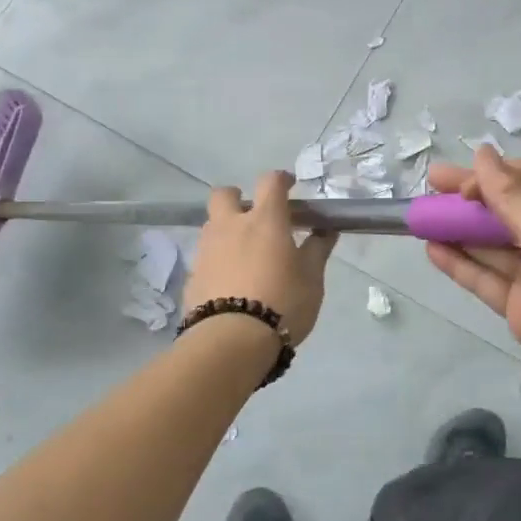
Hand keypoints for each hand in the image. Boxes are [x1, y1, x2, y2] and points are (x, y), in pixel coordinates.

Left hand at [182, 172, 336, 345]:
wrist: (232, 341)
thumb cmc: (282, 303)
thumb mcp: (312, 279)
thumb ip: (318, 250)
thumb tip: (326, 231)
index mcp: (265, 220)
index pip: (270, 182)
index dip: (280, 179)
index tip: (289, 185)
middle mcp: (231, 226)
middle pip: (224, 194)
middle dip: (237, 197)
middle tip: (253, 216)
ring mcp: (207, 250)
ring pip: (212, 225)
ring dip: (226, 230)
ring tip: (244, 254)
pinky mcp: (193, 275)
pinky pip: (206, 256)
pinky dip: (218, 260)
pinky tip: (231, 281)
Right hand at [424, 146, 520, 435]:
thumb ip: (517, 201)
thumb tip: (483, 155)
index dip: (497, 176)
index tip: (464, 185)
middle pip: (509, 209)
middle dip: (470, 197)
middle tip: (429, 186)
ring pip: (492, 245)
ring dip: (459, 230)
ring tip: (420, 219)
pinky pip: (487, 279)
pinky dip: (461, 264)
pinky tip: (433, 251)